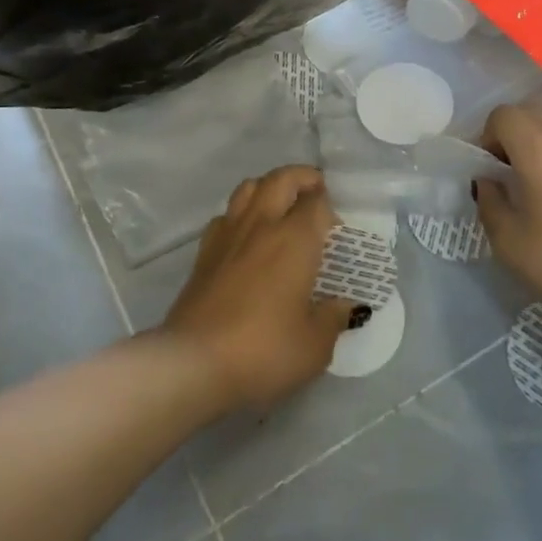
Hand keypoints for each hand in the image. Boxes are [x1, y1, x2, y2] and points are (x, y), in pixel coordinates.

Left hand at [161, 166, 358, 412]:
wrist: (194, 363)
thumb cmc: (264, 350)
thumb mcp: (314, 346)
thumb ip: (333, 319)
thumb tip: (347, 306)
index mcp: (295, 239)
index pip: (316, 202)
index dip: (329, 206)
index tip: (337, 227)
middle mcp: (262, 225)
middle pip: (281, 179)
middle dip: (302, 177)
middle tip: (315, 191)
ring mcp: (228, 235)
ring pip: (249, 187)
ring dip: (269, 187)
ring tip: (281, 206)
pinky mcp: (203, 252)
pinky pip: (225, 215)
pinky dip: (241, 213)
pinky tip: (247, 236)